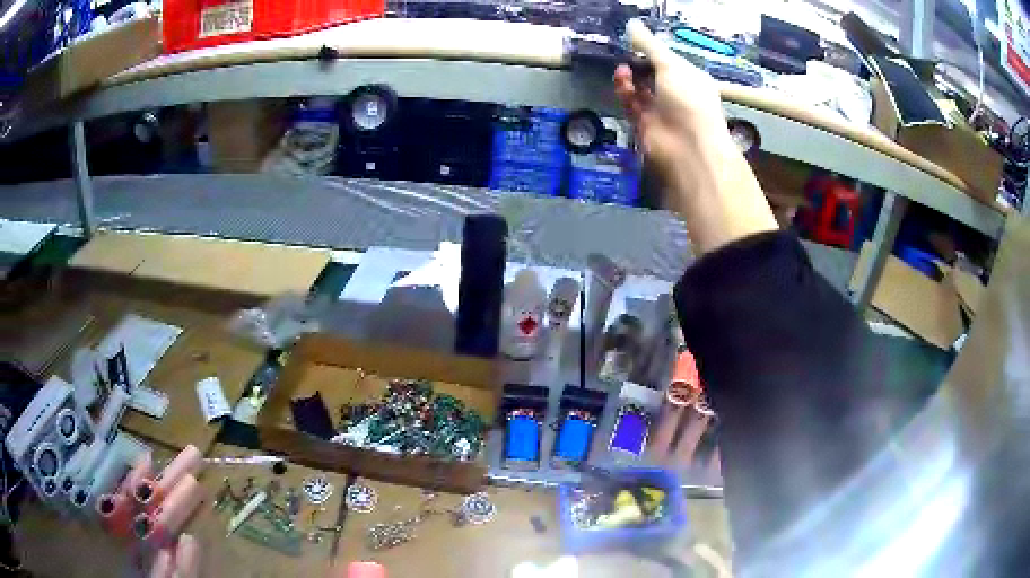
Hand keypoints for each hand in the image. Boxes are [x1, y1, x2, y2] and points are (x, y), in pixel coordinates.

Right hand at [613, 20, 727, 179]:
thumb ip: (649, 46)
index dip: (653, 50)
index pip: (669, 60)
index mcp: (691, 78)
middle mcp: (678, 94)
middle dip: (638, 63)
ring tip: (622, 69)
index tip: (634, 39)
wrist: (689, 148)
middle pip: (653, 73)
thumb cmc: (688, 100)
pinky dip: (625, 91)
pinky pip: (632, 103)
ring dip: (630, 76)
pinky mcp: (645, 124)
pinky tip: (621, 79)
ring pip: (640, 88)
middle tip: (624, 53)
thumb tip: (633, 24)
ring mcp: (661, 110)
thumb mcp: (671, 66)